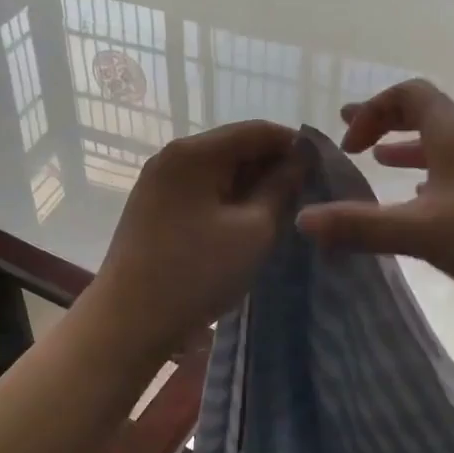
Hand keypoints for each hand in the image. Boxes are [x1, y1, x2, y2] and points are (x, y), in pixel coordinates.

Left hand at [89, 121, 304, 356]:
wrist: (128, 322)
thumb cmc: (196, 273)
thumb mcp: (253, 230)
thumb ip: (282, 187)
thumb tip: (303, 157)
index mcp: (194, 152)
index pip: (257, 130)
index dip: (295, 145)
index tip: (325, 170)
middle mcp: (172, 157)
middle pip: (235, 147)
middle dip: (273, 167)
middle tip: (308, 197)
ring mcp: (158, 182)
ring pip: (219, 171)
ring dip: (252, 186)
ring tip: (283, 213)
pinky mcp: (153, 207)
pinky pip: (201, 191)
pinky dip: (228, 201)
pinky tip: (248, 225)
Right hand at [296, 80, 453, 324]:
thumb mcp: (422, 233)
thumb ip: (361, 226)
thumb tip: (302, 220)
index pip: (409, 95)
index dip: (372, 109)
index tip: (348, 142)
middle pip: (428, 117)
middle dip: (386, 125)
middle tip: (353, 140)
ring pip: (447, 149)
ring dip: (411, 154)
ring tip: (384, 168)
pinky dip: (436, 181)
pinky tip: (430, 208)